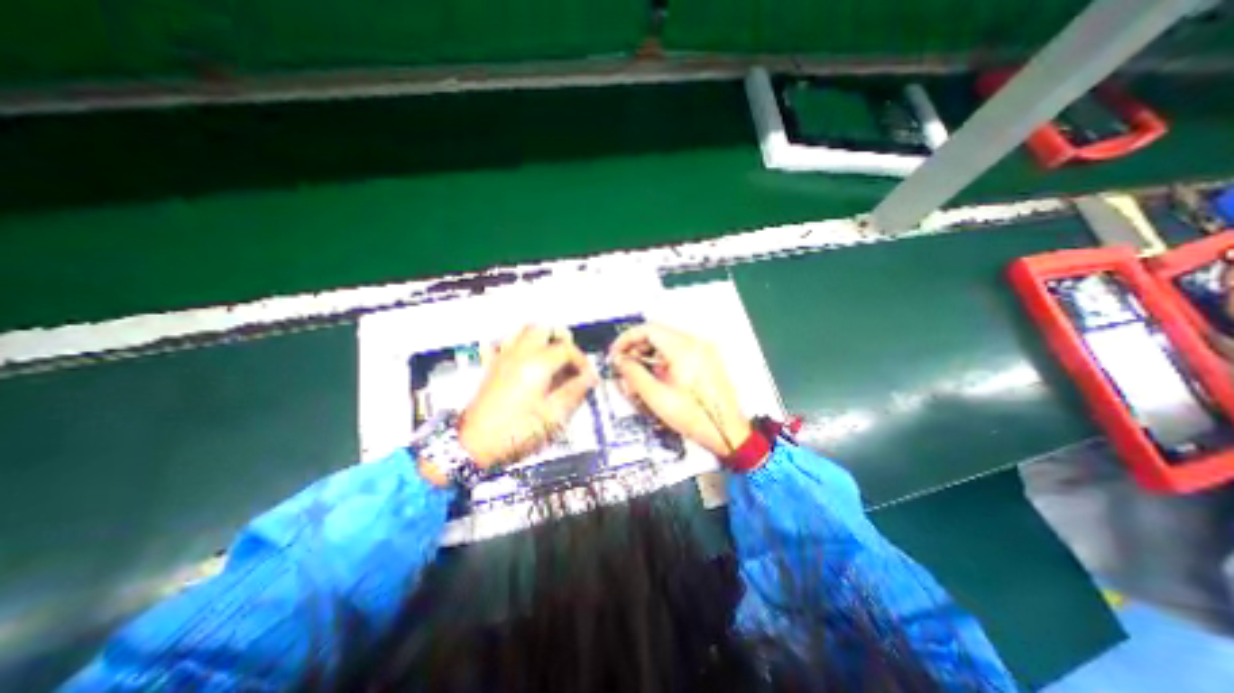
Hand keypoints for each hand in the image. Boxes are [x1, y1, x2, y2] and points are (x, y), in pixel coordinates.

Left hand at [459, 324, 600, 470]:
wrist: (475, 445)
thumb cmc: (516, 431)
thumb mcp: (553, 416)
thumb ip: (574, 392)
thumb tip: (589, 378)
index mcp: (538, 364)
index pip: (567, 350)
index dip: (582, 361)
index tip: (588, 377)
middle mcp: (520, 354)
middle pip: (543, 330)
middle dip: (560, 340)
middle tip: (569, 361)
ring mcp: (502, 358)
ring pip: (522, 331)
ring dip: (539, 338)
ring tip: (549, 356)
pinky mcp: (491, 367)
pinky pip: (501, 343)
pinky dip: (515, 344)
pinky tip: (522, 358)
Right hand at [609, 326, 750, 460]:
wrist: (728, 433)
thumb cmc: (697, 418)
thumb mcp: (657, 397)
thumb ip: (634, 374)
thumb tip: (621, 361)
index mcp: (684, 349)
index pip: (648, 329)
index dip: (627, 339)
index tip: (617, 352)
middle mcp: (696, 344)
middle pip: (657, 334)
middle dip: (637, 349)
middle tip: (624, 365)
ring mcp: (703, 351)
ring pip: (667, 343)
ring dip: (649, 356)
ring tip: (638, 376)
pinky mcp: (706, 360)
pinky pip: (678, 352)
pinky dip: (663, 361)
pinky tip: (656, 378)